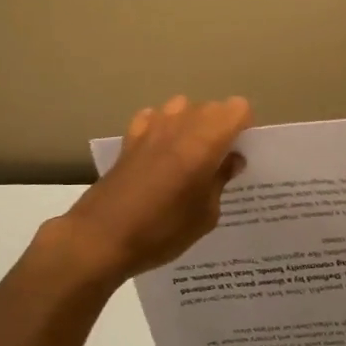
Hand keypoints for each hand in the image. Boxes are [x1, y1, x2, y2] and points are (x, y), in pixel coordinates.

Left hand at [58, 96, 251, 283]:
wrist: (101, 238)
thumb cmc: (162, 230)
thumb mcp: (205, 215)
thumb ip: (221, 180)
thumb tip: (231, 160)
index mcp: (206, 141)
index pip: (238, 109)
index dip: (244, 128)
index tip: (241, 153)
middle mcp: (180, 124)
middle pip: (211, 107)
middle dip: (220, 127)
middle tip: (219, 162)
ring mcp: (150, 128)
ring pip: (181, 107)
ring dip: (191, 124)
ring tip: (189, 157)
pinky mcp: (128, 139)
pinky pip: (153, 118)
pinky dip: (161, 128)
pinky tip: (159, 154)